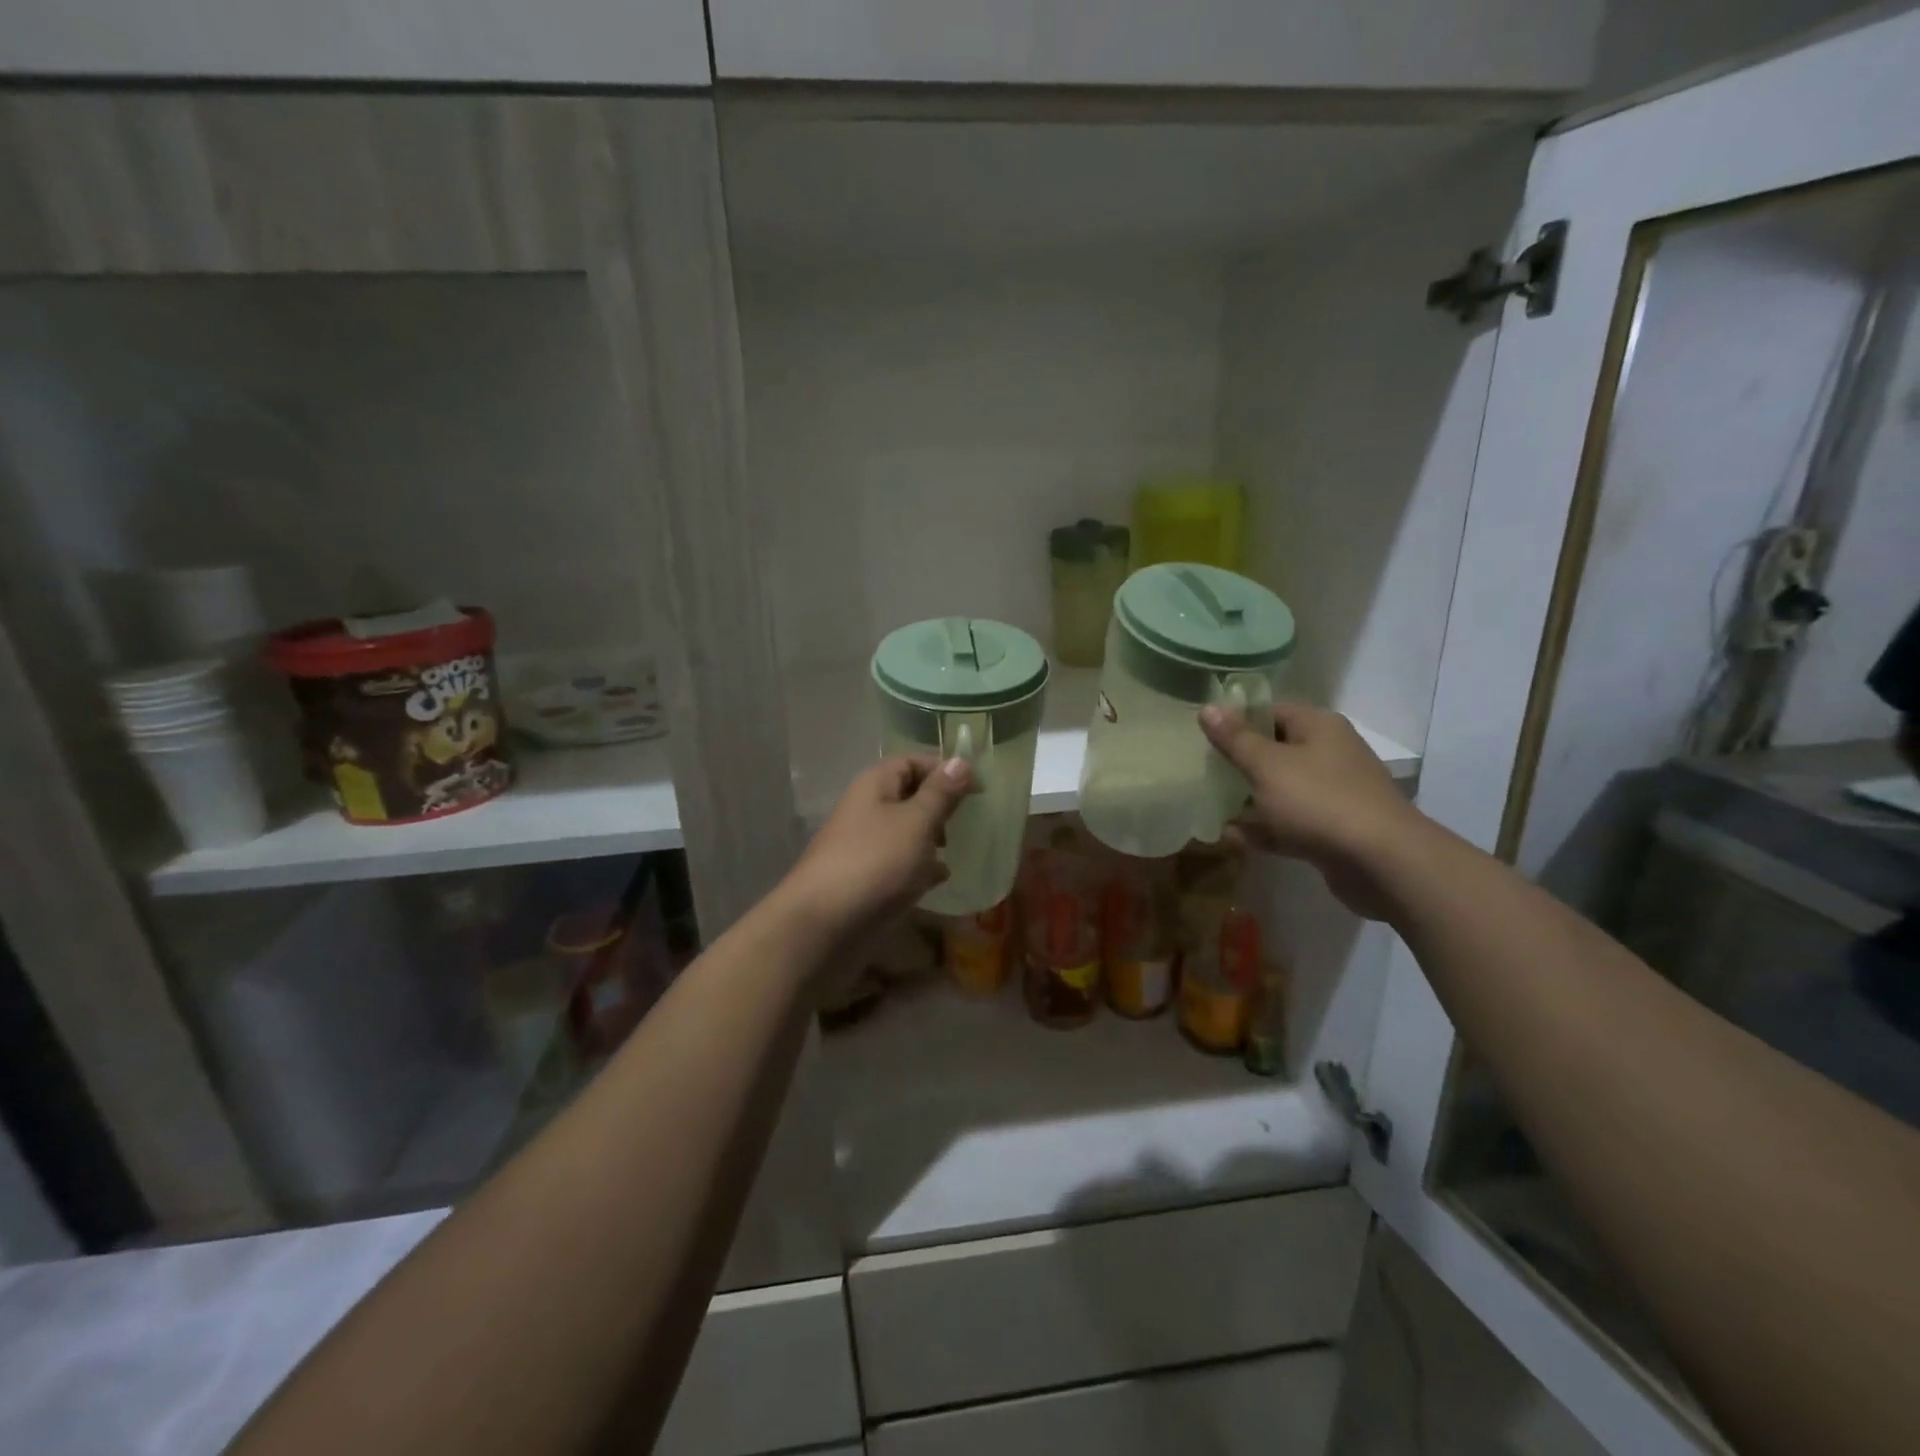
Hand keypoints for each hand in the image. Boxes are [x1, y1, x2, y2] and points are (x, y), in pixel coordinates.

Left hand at [779, 754, 973, 945]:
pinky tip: (939, 880)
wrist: (825, 925)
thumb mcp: (916, 822)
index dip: (944, 769)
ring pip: (904, 832)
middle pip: (908, 796)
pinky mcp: (865, 879)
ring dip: (931, 838)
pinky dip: (919, 868)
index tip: (976, 788)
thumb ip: (940, 793)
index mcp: (875, 786)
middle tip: (967, 821)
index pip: (911, 761)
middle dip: (939, 806)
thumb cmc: (876, 862)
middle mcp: (866, 810)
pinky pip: (897, 864)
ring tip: (955, 851)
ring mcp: (863, 846)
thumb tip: (960, 761)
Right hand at [1200, 700, 1424, 918]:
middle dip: (1239, 763)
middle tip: (1203, 772)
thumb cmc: (1318, 801)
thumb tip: (1207, 708)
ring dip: (1248, 799)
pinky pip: (1290, 823)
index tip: (1204, 736)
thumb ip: (1235, 739)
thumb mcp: (1267, 765)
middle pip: (1275, 750)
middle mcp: (1330, 754)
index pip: (1271, 711)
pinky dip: (1264, 829)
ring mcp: (1334, 794)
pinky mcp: (1333, 830)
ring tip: (1211, 807)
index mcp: (1319, 727)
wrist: (1382, 863)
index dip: (1237, 720)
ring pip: (1281, 790)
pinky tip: (1232, 838)